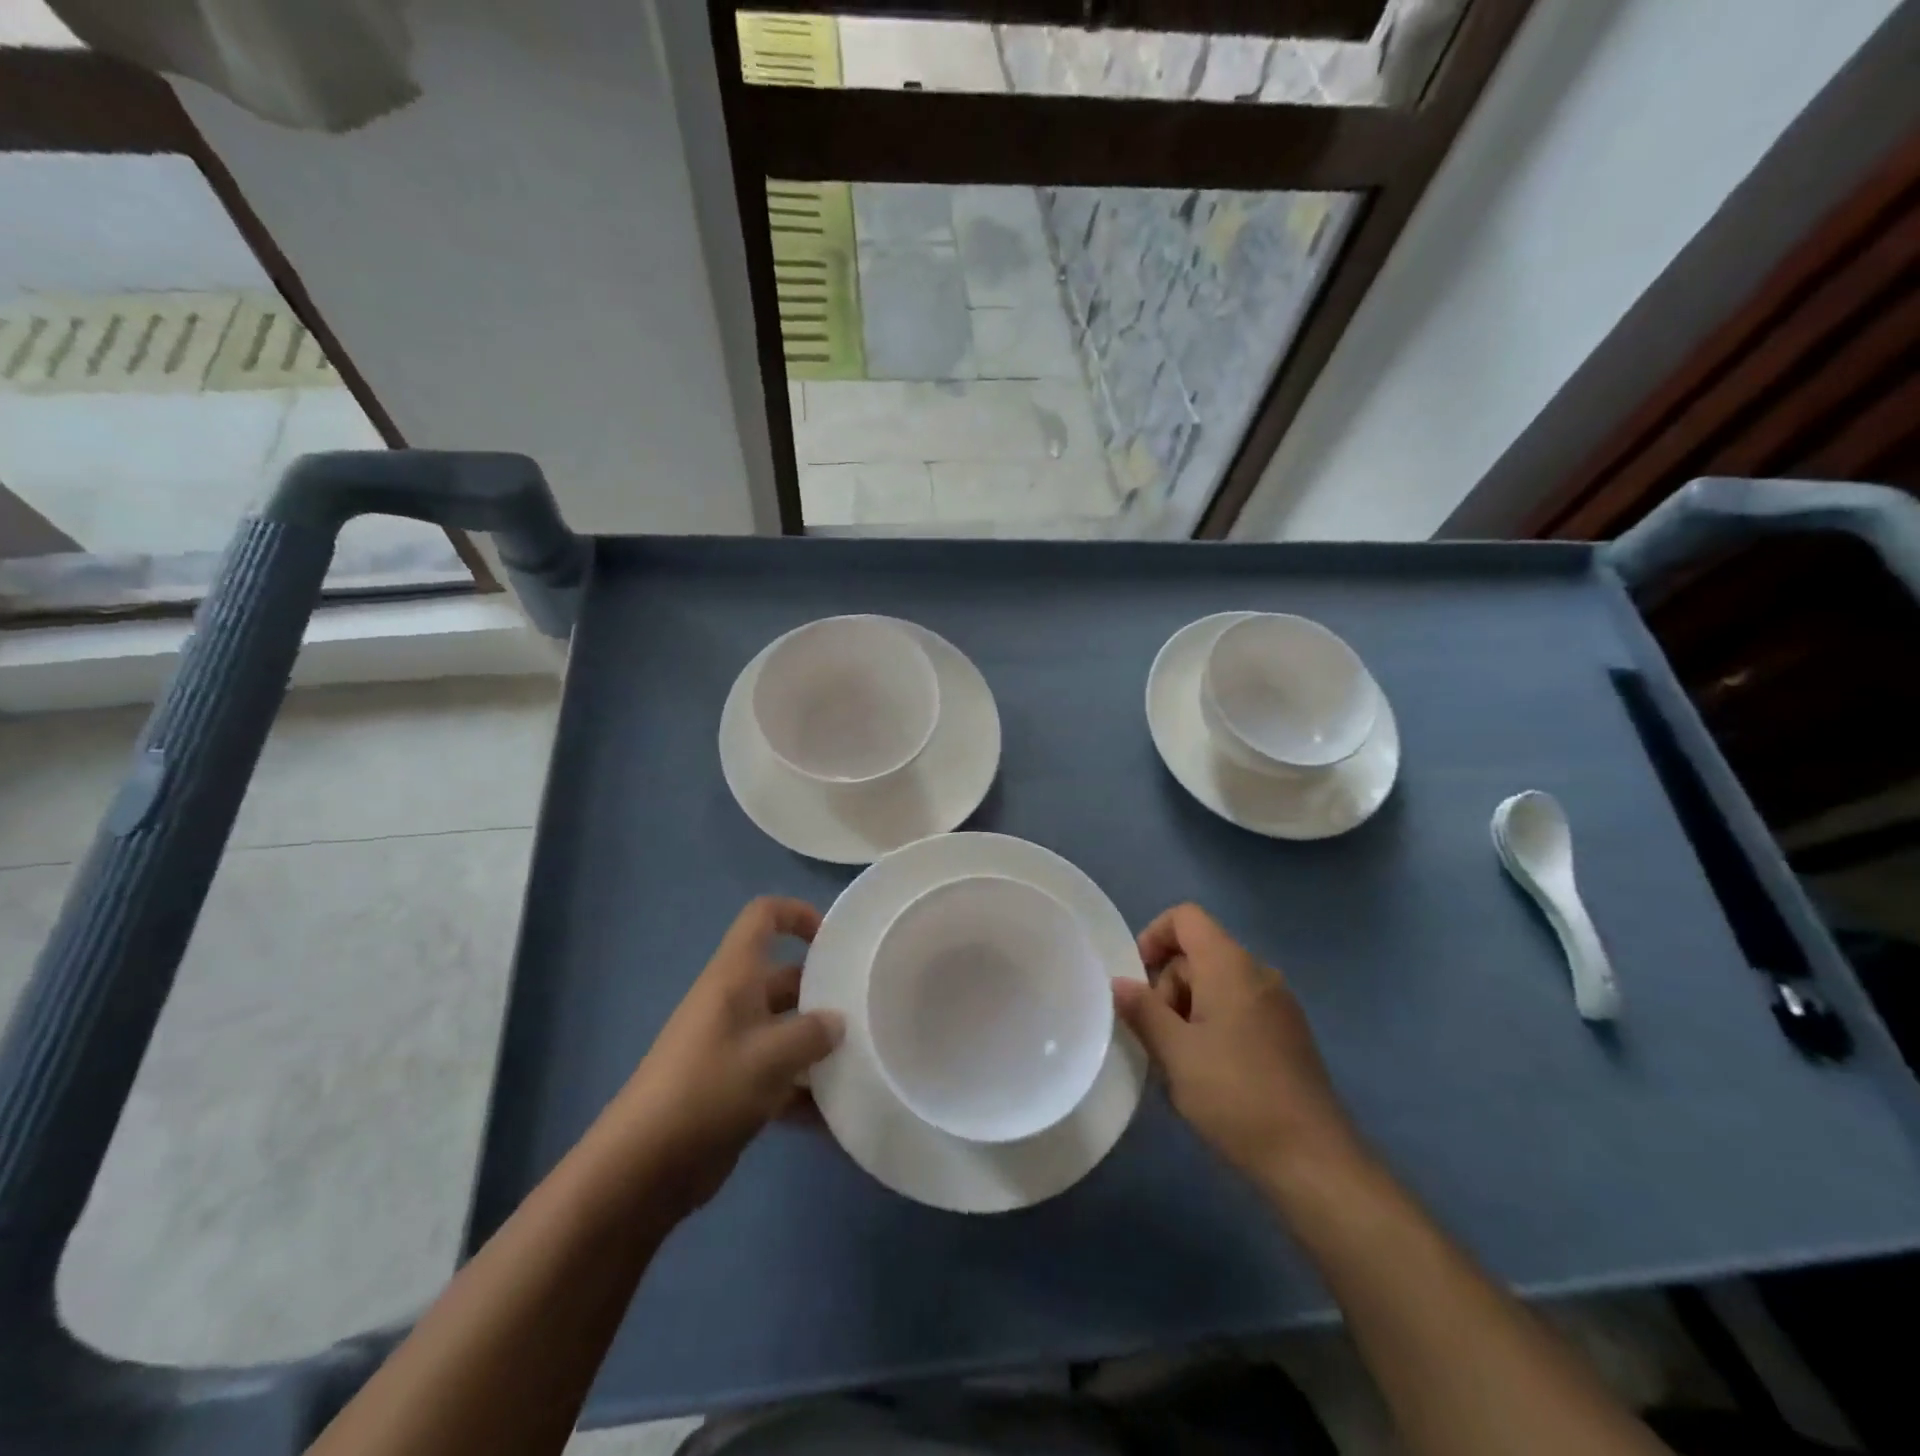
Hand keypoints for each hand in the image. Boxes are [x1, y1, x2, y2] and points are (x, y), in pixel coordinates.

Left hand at [607, 897, 844, 1217]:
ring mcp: (731, 1045)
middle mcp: (734, 1002)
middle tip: (865, 1014)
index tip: (835, 943)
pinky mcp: (732, 1087)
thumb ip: (813, 1033)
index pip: (764, 916)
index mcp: (735, 976)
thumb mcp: (771, 1056)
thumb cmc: (709, 1089)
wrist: (643, 1167)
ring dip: (818, 1047)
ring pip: (785, 1029)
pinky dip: (803, 1091)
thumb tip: (838, 1022)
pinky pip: (777, 1075)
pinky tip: (835, 1116)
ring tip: (860, 1063)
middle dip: (824, 994)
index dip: (799, 915)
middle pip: (785, 977)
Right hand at [1117, 903, 1361, 1189]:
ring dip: (1187, 1011)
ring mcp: (1278, 1004)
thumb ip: (1143, 1011)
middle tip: (1158, 1037)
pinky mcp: (1288, 1034)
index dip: (1154, 935)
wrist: (1313, 1160)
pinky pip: (1238, 1008)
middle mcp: (1258, 972)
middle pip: (1198, 954)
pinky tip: (1208, 1073)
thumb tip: (1119, 983)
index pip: (1186, 917)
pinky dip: (1213, 1025)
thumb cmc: (1236, 1096)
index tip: (1137, 979)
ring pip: (1216, 984)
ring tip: (1180, 1062)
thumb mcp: (1176, 1053)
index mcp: (1231, 965)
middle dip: (1168, 986)